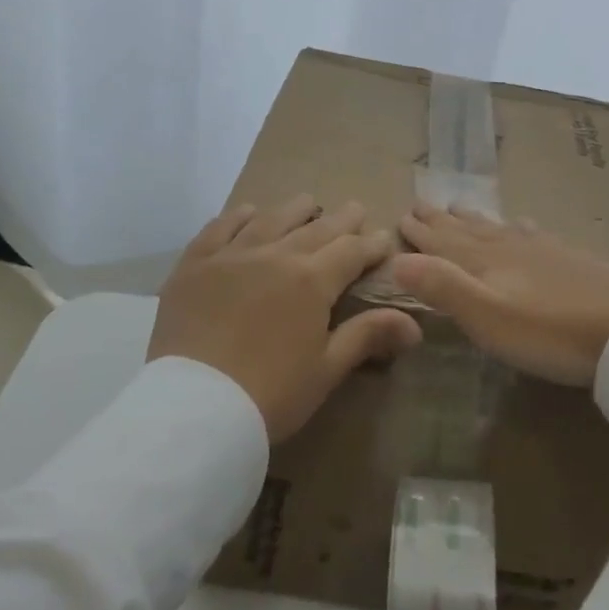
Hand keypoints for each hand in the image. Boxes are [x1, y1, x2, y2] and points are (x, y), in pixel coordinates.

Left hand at [149, 195, 422, 441]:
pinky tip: (249, 212)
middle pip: (315, 229)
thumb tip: (413, 324)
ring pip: (270, 219)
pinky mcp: (194, 264)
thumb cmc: (271, 394)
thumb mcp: (325, 369)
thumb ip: (367, 337)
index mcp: (312, 281)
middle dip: (341, 220)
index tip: (384, 239)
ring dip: (294, 210)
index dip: (372, 245)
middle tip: (355, 209)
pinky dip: (238, 217)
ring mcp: (231, 255)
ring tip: (308, 203)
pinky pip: (220, 228)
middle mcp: (275, 255)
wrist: (196, 406)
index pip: (351, 251)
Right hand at [391, 204, 608, 386]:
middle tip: (420, 202)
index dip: (420, 232)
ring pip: (497, 228)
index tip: (400, 214)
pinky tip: (523, 224)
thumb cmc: (551, 331)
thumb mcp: (487, 316)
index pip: (442, 243)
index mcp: (483, 263)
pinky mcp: (571, 260)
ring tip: (458, 207)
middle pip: (466, 230)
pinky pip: (532, 234)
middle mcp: (508, 248)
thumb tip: (395, 258)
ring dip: (473, 219)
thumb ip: (442, 286)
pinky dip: (517, 226)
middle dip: (440, 220)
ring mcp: (543, 251)